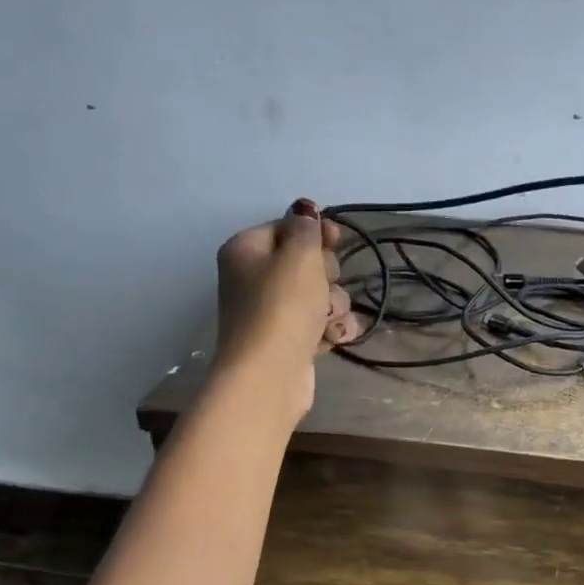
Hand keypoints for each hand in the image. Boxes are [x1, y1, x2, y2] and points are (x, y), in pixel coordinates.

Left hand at [213, 200, 360, 416]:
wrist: (269, 374)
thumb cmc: (282, 306)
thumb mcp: (299, 255)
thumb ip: (307, 227)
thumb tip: (305, 210)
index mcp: (247, 250)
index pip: (287, 227)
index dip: (316, 232)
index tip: (336, 239)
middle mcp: (255, 278)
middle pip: (307, 262)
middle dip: (327, 275)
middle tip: (321, 288)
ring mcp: (273, 312)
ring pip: (321, 294)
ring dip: (333, 305)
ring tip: (326, 320)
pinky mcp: (291, 340)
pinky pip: (321, 322)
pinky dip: (330, 329)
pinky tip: (332, 338)